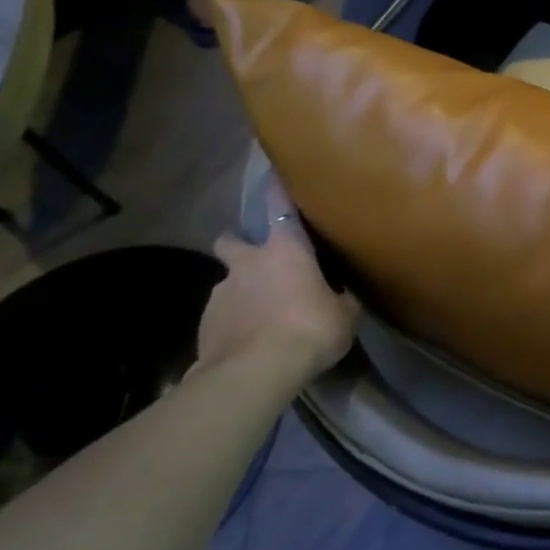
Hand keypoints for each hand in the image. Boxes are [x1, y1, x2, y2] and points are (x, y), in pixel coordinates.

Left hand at [197, 180, 359, 383]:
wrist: (256, 371)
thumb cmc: (310, 329)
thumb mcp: (345, 315)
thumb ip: (341, 299)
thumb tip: (343, 296)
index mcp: (285, 248)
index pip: (279, 206)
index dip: (277, 190)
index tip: (274, 177)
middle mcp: (248, 261)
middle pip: (232, 240)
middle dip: (240, 245)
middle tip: (258, 262)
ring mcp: (220, 292)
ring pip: (227, 281)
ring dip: (240, 290)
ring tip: (258, 314)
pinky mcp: (204, 323)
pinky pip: (221, 314)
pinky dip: (233, 321)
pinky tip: (247, 340)